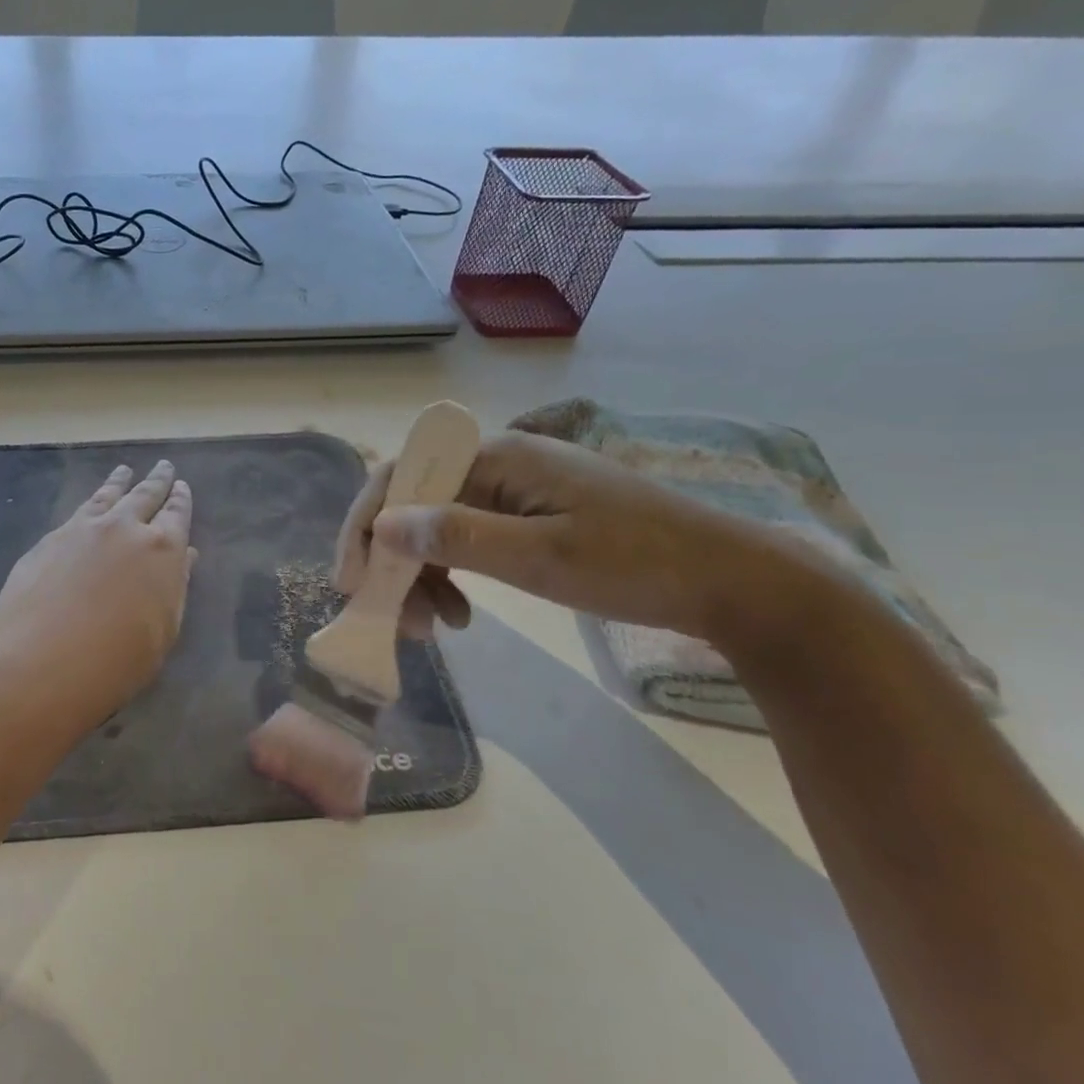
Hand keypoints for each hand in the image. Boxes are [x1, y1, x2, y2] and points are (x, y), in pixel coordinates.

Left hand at [0, 460, 195, 729]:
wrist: (42, 662)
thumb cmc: (117, 660)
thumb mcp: (163, 631)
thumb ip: (174, 588)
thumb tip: (184, 557)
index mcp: (162, 550)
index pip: (177, 515)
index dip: (181, 500)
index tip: (182, 487)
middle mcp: (125, 528)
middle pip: (144, 495)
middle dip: (156, 481)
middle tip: (163, 466)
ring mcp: (84, 529)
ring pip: (107, 496)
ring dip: (119, 482)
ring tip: (124, 470)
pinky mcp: (50, 539)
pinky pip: (79, 511)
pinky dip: (91, 501)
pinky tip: (90, 504)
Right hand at [334, 430, 799, 642]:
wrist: (731, 581)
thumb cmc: (637, 565)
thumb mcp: (540, 557)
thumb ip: (457, 537)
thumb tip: (383, 526)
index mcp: (496, 457)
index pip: (401, 477)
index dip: (366, 527)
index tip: (351, 582)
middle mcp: (497, 462)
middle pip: (414, 503)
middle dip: (395, 561)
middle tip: (397, 619)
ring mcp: (514, 488)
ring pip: (437, 525)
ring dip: (422, 574)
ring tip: (436, 626)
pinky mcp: (529, 513)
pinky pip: (467, 537)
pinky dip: (453, 575)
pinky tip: (462, 612)